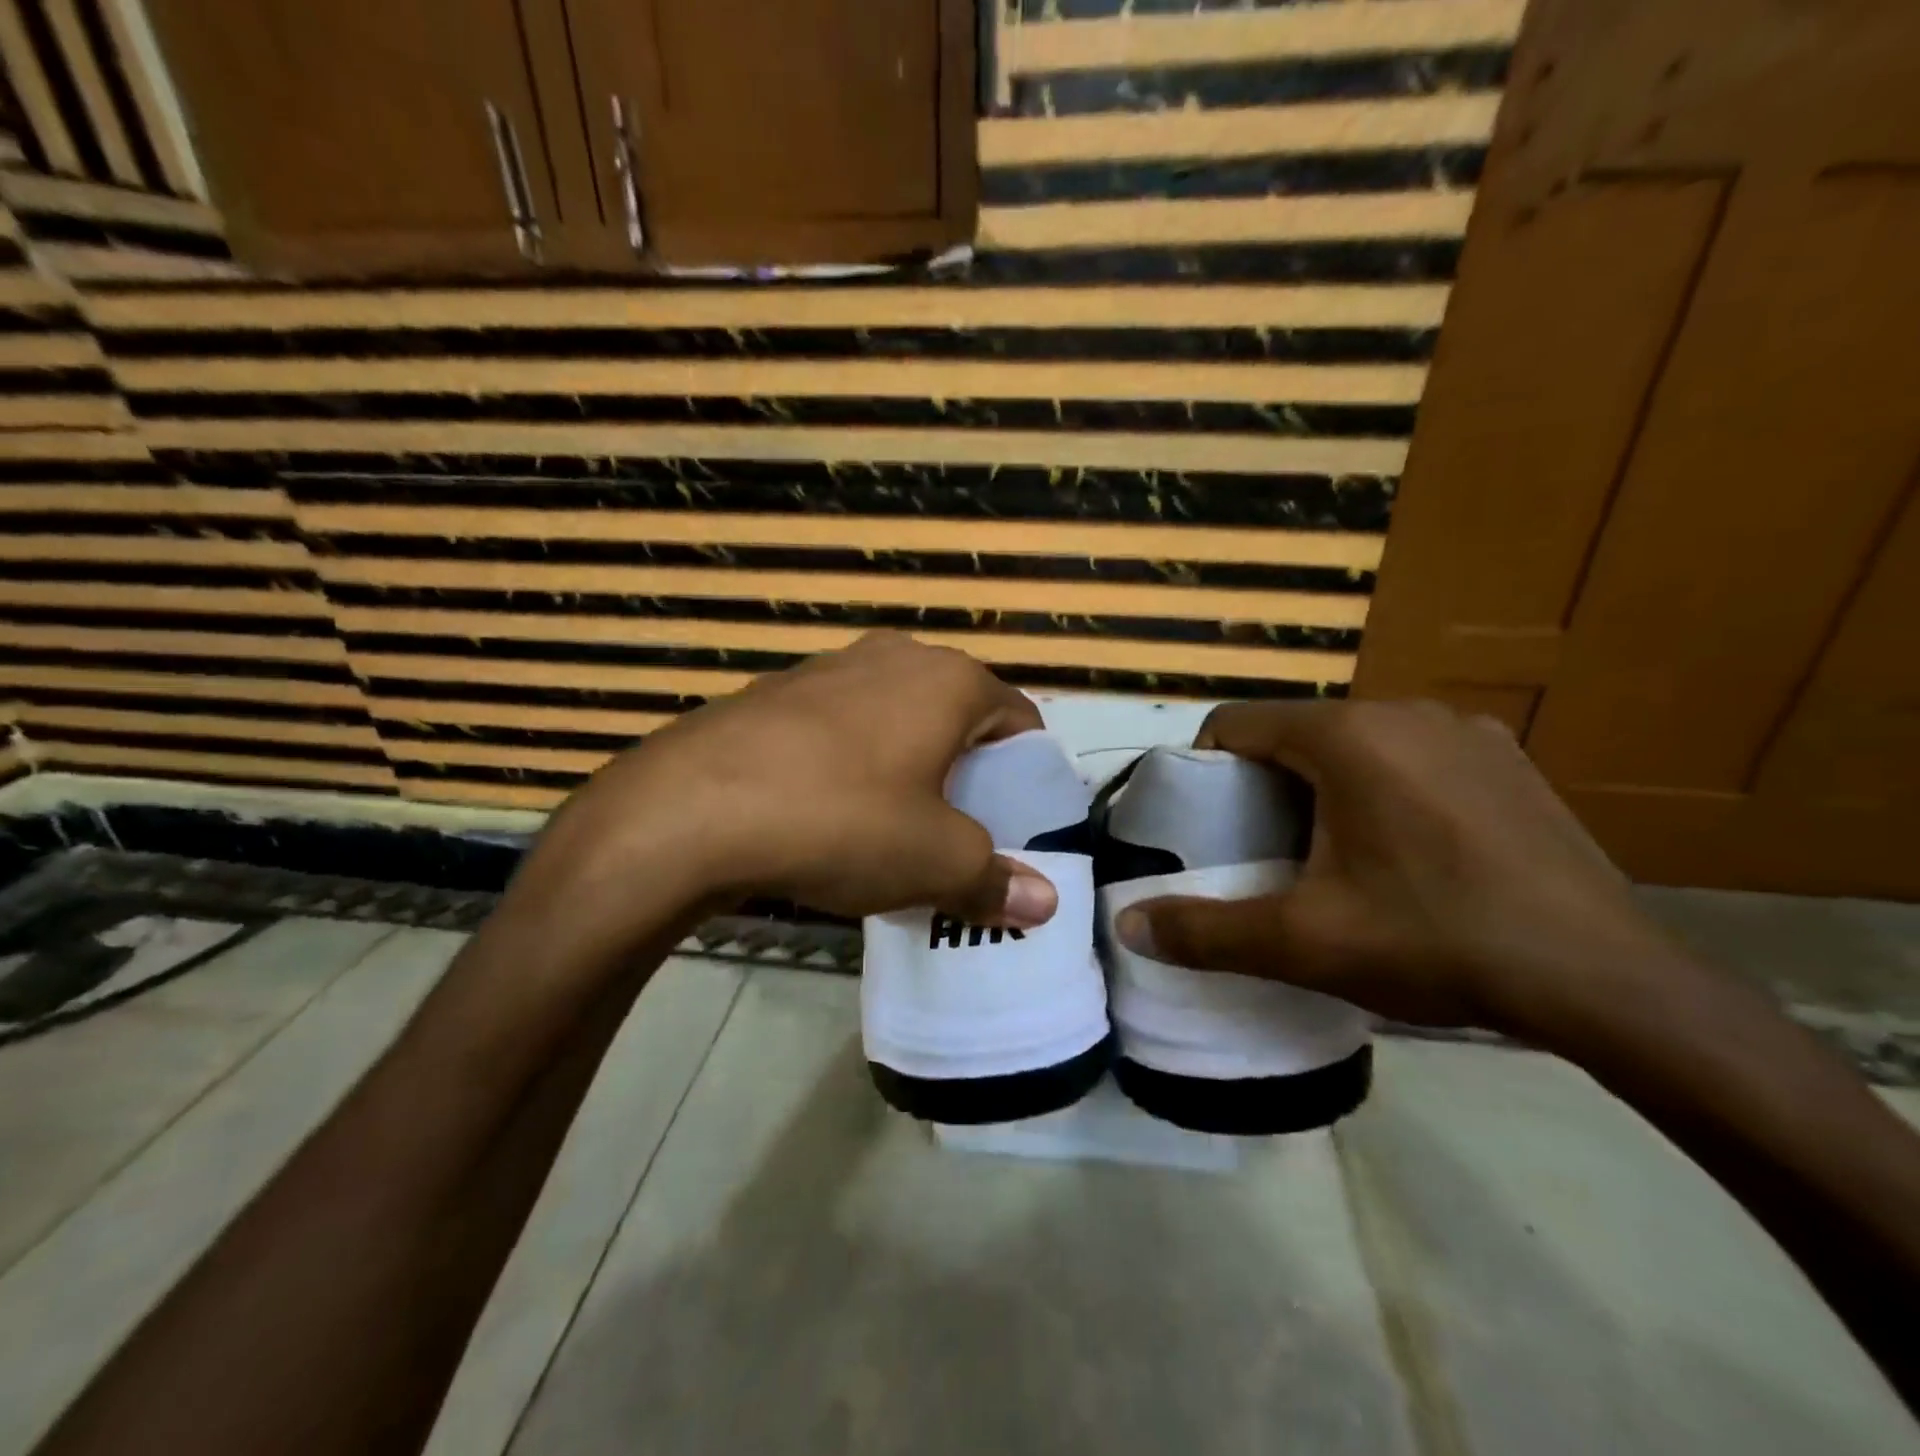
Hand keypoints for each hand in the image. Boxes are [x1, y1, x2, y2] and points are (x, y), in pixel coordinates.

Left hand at [507, 632, 1057, 950]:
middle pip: (956, 716)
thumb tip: (1043, 904)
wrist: (689, 809)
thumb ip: (994, 879)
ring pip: (895, 718)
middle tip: (959, 829)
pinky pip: (840, 726)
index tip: (1017, 820)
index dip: (1026, 772)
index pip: (1018, 718)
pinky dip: (853, 762)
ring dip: (908, 765)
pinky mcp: (775, 691)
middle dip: (966, 770)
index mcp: (949, 681)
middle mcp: (895, 657)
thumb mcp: (932, 862)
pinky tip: (828, 811)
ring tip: (894, 824)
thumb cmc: (841, 821)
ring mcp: (828, 667)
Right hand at [1116, 699, 1666, 1039]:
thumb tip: (1128, 925)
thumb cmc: (1436, 941)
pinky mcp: (1508, 757)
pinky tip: (1409, 847)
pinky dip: (1386, 785)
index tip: (1205, 823)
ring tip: (1334, 852)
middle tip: (1263, 849)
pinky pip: (1413, 754)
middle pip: (1295, 732)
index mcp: (1346, 736)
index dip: (1204, 767)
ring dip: (1325, 783)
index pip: (1236, 722)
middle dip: (1264, 782)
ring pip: (1355, 742)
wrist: (1608, 982)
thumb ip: (1204, 930)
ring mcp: (1465, 729)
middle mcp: (1403, 710)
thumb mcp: (1304, 942)